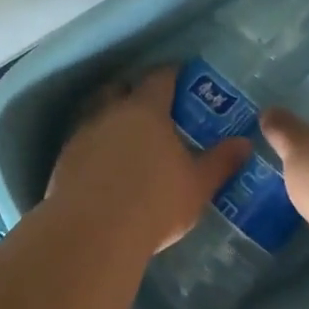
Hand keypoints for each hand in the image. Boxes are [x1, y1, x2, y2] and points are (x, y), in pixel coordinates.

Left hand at [47, 67, 251, 253]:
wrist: (92, 234)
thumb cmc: (154, 203)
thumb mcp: (197, 185)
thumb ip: (220, 162)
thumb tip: (244, 143)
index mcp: (146, 110)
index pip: (160, 77)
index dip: (172, 74)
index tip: (182, 77)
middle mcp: (110, 113)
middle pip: (120, 88)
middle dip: (134, 91)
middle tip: (151, 107)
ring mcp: (81, 135)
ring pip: (95, 112)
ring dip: (109, 117)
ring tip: (125, 136)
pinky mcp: (63, 161)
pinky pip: (81, 141)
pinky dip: (94, 145)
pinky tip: (103, 164)